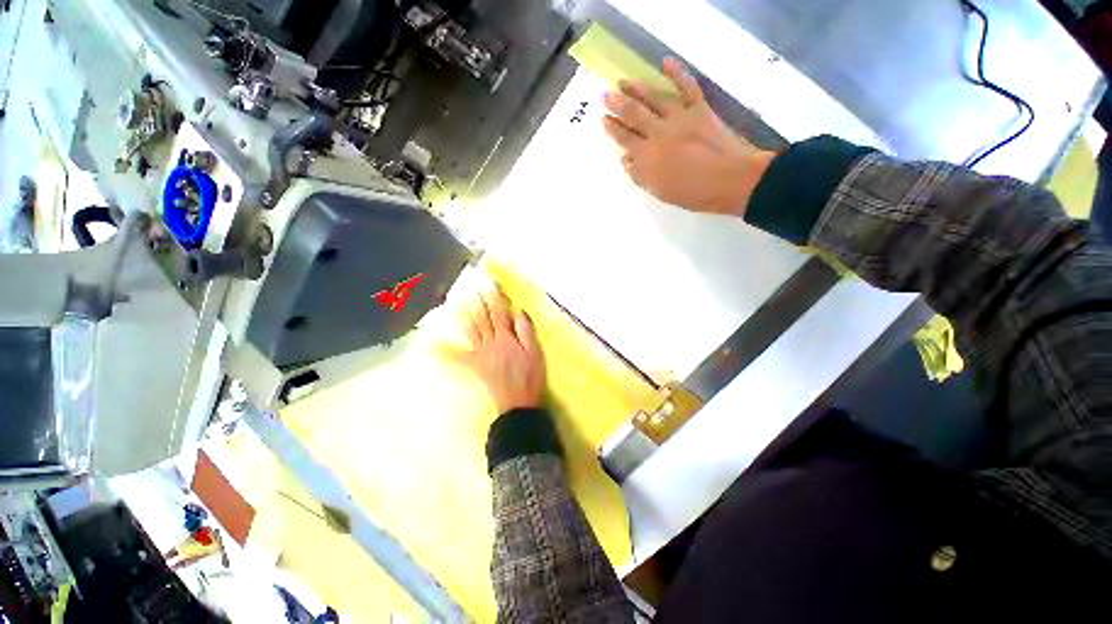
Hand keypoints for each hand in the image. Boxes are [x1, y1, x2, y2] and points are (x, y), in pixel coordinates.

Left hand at [448, 288, 546, 413]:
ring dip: (463, 315)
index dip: (494, 296)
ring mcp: (480, 354)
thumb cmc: (530, 377)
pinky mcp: (475, 366)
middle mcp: (491, 342)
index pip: (499, 312)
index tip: (489, 283)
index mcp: (506, 338)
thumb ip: (526, 332)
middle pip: (482, 318)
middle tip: (470, 286)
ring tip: (456, 301)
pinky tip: (432, 344)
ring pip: (469, 330)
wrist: (518, 403)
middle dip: (476, 301)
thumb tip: (518, 311)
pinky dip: (446, 350)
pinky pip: (458, 357)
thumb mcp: (535, 353)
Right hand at [602, 58, 775, 216]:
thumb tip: (625, 160)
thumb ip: (641, 176)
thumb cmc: (693, 193)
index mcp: (648, 156)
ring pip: (654, 98)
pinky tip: (665, 62)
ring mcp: (680, 117)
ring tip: (623, 81)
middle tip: (605, 95)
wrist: (731, 180)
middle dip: (618, 104)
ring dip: (637, 88)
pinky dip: (676, 72)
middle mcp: (659, 132)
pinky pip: (686, 86)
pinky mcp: (700, 108)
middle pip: (634, 115)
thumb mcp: (660, 192)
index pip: (625, 139)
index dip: (613, 128)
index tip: (603, 118)